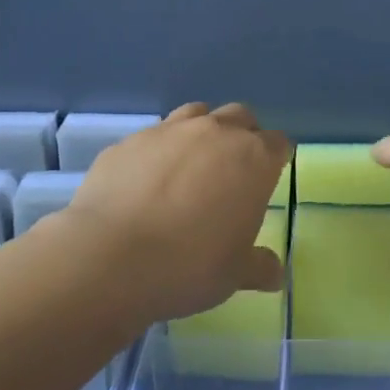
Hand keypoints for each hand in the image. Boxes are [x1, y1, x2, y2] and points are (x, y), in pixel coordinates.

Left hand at [56, 103, 290, 326]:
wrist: (111, 257)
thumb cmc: (190, 266)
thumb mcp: (235, 275)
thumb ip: (259, 266)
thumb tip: (274, 273)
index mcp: (253, 160)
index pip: (277, 143)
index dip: (275, 159)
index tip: (268, 177)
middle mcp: (214, 133)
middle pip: (240, 117)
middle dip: (242, 136)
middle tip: (233, 170)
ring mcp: (168, 131)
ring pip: (196, 114)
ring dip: (201, 132)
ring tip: (191, 166)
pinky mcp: (128, 141)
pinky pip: (153, 136)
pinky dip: (159, 151)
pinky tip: (147, 181)